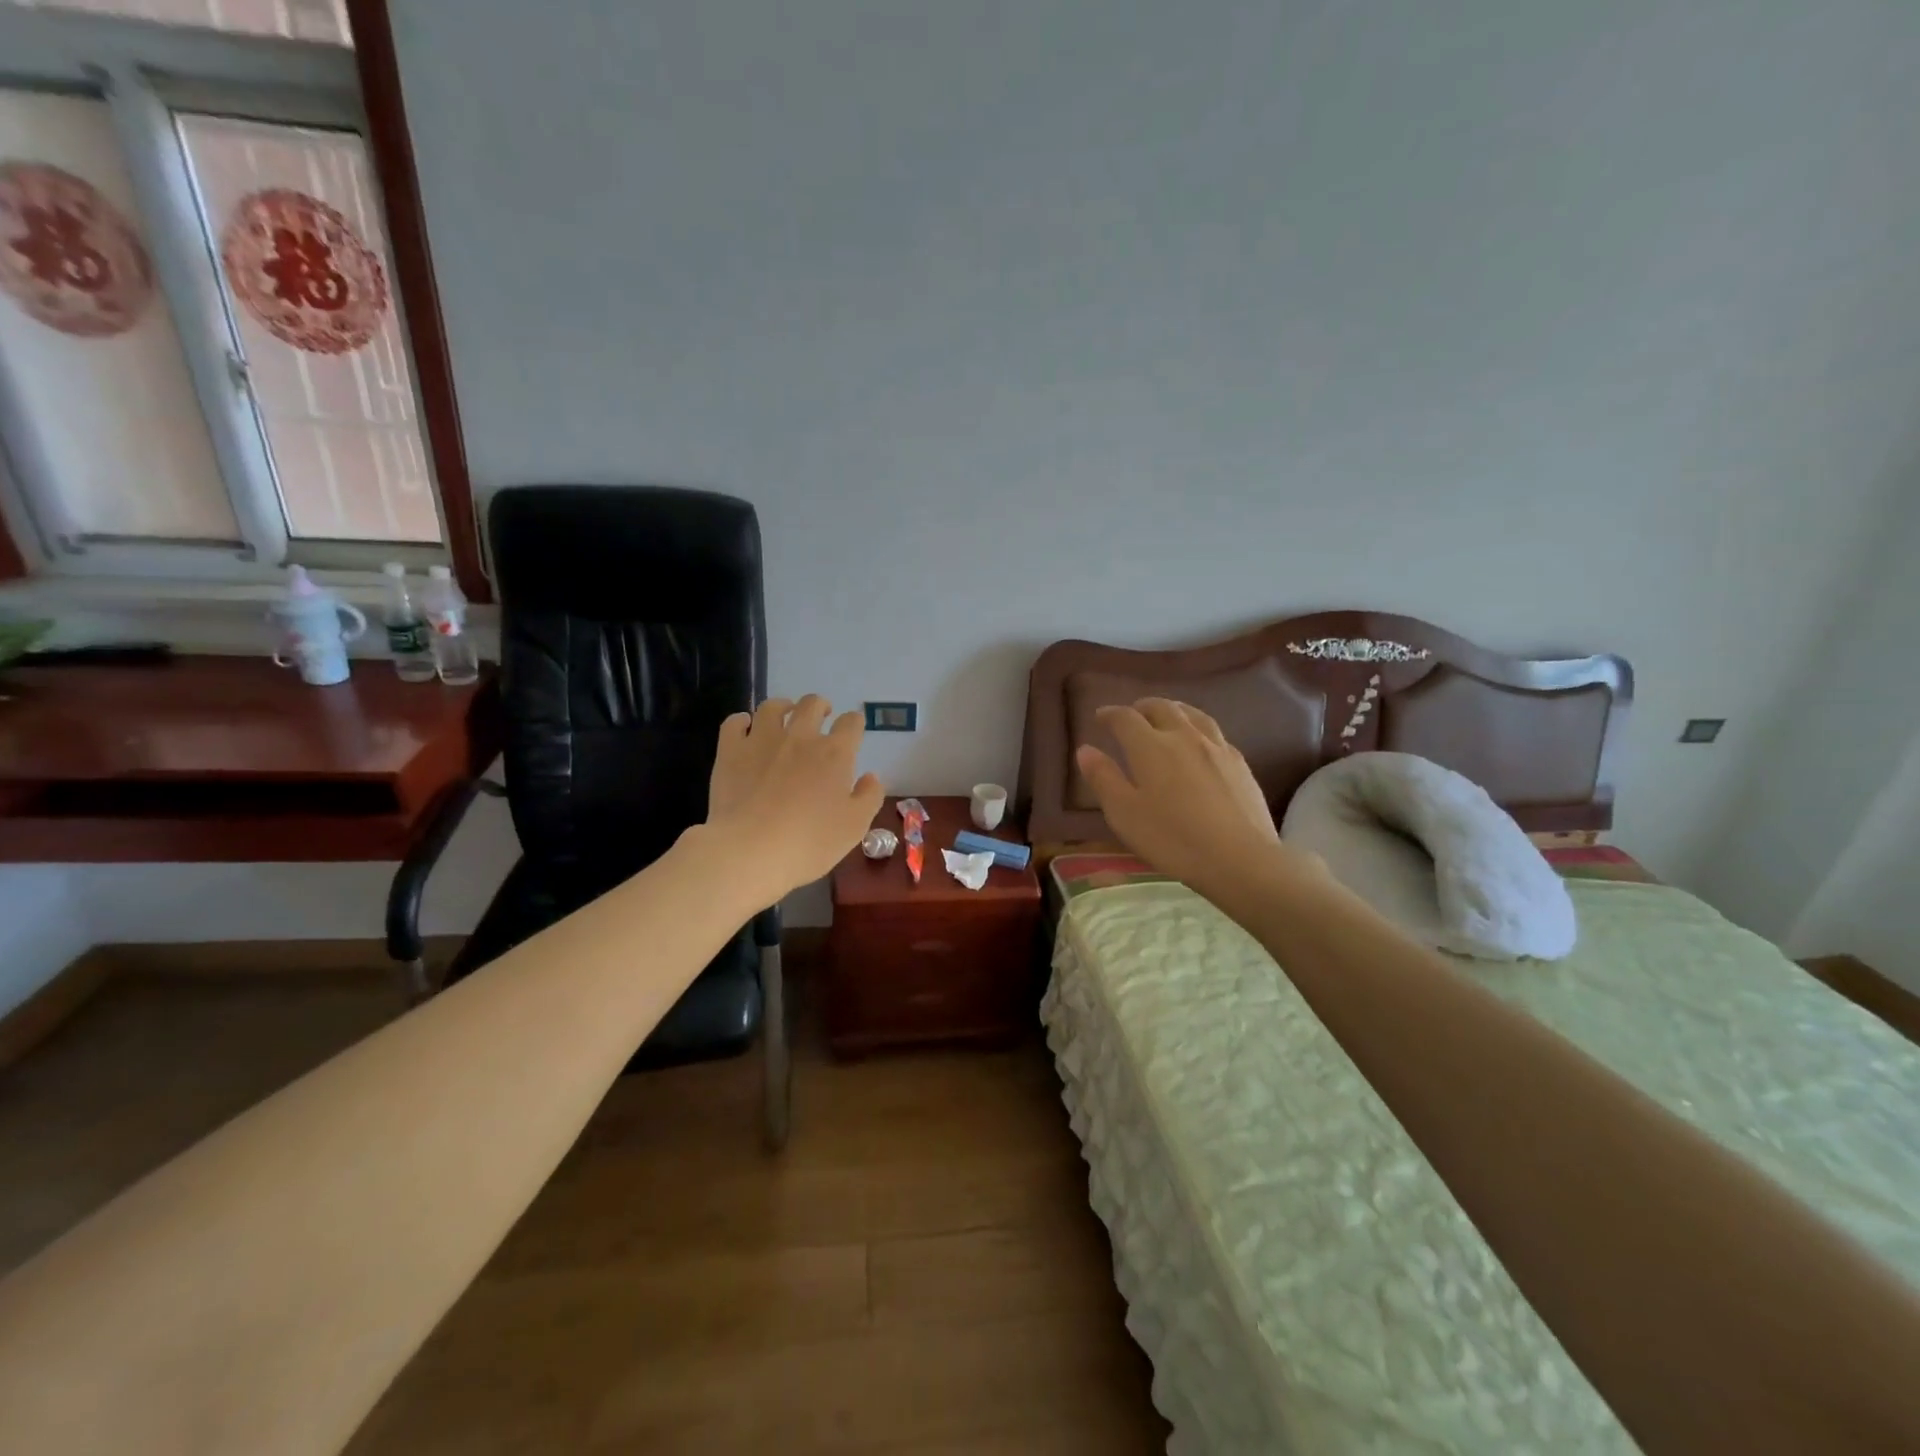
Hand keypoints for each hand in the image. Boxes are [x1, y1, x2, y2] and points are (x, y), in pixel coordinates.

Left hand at [704, 695, 884, 907]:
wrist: (750, 851)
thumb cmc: (810, 842)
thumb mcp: (855, 827)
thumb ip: (869, 797)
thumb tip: (870, 776)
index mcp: (835, 753)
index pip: (851, 723)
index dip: (854, 723)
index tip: (853, 731)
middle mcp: (800, 737)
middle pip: (812, 705)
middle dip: (820, 706)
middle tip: (822, 715)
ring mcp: (762, 740)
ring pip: (772, 707)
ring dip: (782, 706)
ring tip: (784, 715)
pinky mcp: (730, 751)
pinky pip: (734, 723)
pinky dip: (741, 721)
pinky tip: (745, 727)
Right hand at [1075, 698, 1317, 902]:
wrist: (1240, 858)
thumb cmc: (1172, 839)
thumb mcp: (1124, 814)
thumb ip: (1103, 778)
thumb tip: (1086, 749)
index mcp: (1150, 746)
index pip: (1125, 718)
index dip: (1110, 714)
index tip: (1100, 717)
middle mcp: (1183, 736)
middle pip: (1161, 708)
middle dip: (1142, 707)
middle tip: (1132, 715)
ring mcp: (1216, 747)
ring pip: (1192, 714)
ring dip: (1173, 710)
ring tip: (1166, 716)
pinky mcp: (1239, 763)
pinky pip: (1214, 732)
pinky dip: (1198, 728)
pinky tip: (1199, 742)